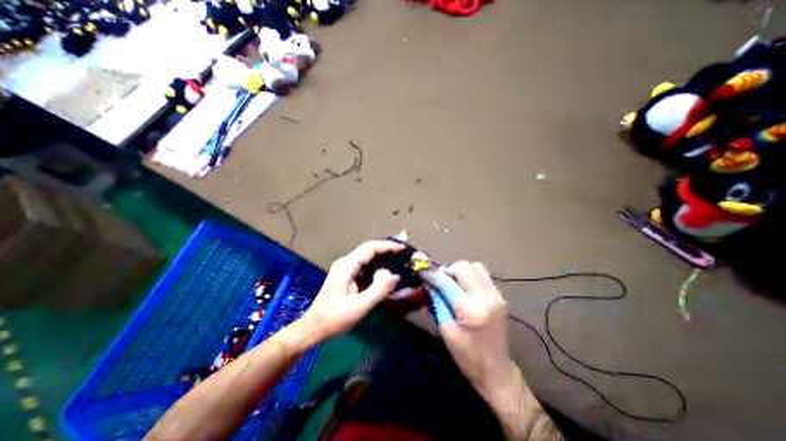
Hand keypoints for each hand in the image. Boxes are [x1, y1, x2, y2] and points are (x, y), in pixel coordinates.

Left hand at [298, 239, 401, 341]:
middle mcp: (345, 262)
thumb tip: (394, 275)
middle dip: (386, 248)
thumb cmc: (335, 318)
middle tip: (403, 251)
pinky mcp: (345, 274)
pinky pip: (363, 263)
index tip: (402, 248)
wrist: (313, 327)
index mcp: (347, 266)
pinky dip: (376, 263)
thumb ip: (378, 289)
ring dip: (381, 254)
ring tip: (397, 257)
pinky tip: (384, 268)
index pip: (370, 248)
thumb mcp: (359, 306)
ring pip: (366, 255)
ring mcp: (344, 267)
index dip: (387, 246)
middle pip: (368, 249)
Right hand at [440, 261, 512, 399]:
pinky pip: (483, 275)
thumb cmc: (467, 356)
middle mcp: (487, 298)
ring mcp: (497, 296)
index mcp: (471, 310)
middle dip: (448, 270)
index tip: (422, 271)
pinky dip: (471, 276)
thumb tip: (429, 283)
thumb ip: (437, 302)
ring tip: (453, 283)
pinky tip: (464, 288)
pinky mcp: (501, 297)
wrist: (497, 372)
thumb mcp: (446, 330)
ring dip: (461, 271)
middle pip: (464, 267)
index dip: (433, 275)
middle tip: (441, 281)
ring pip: (476, 266)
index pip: (447, 282)